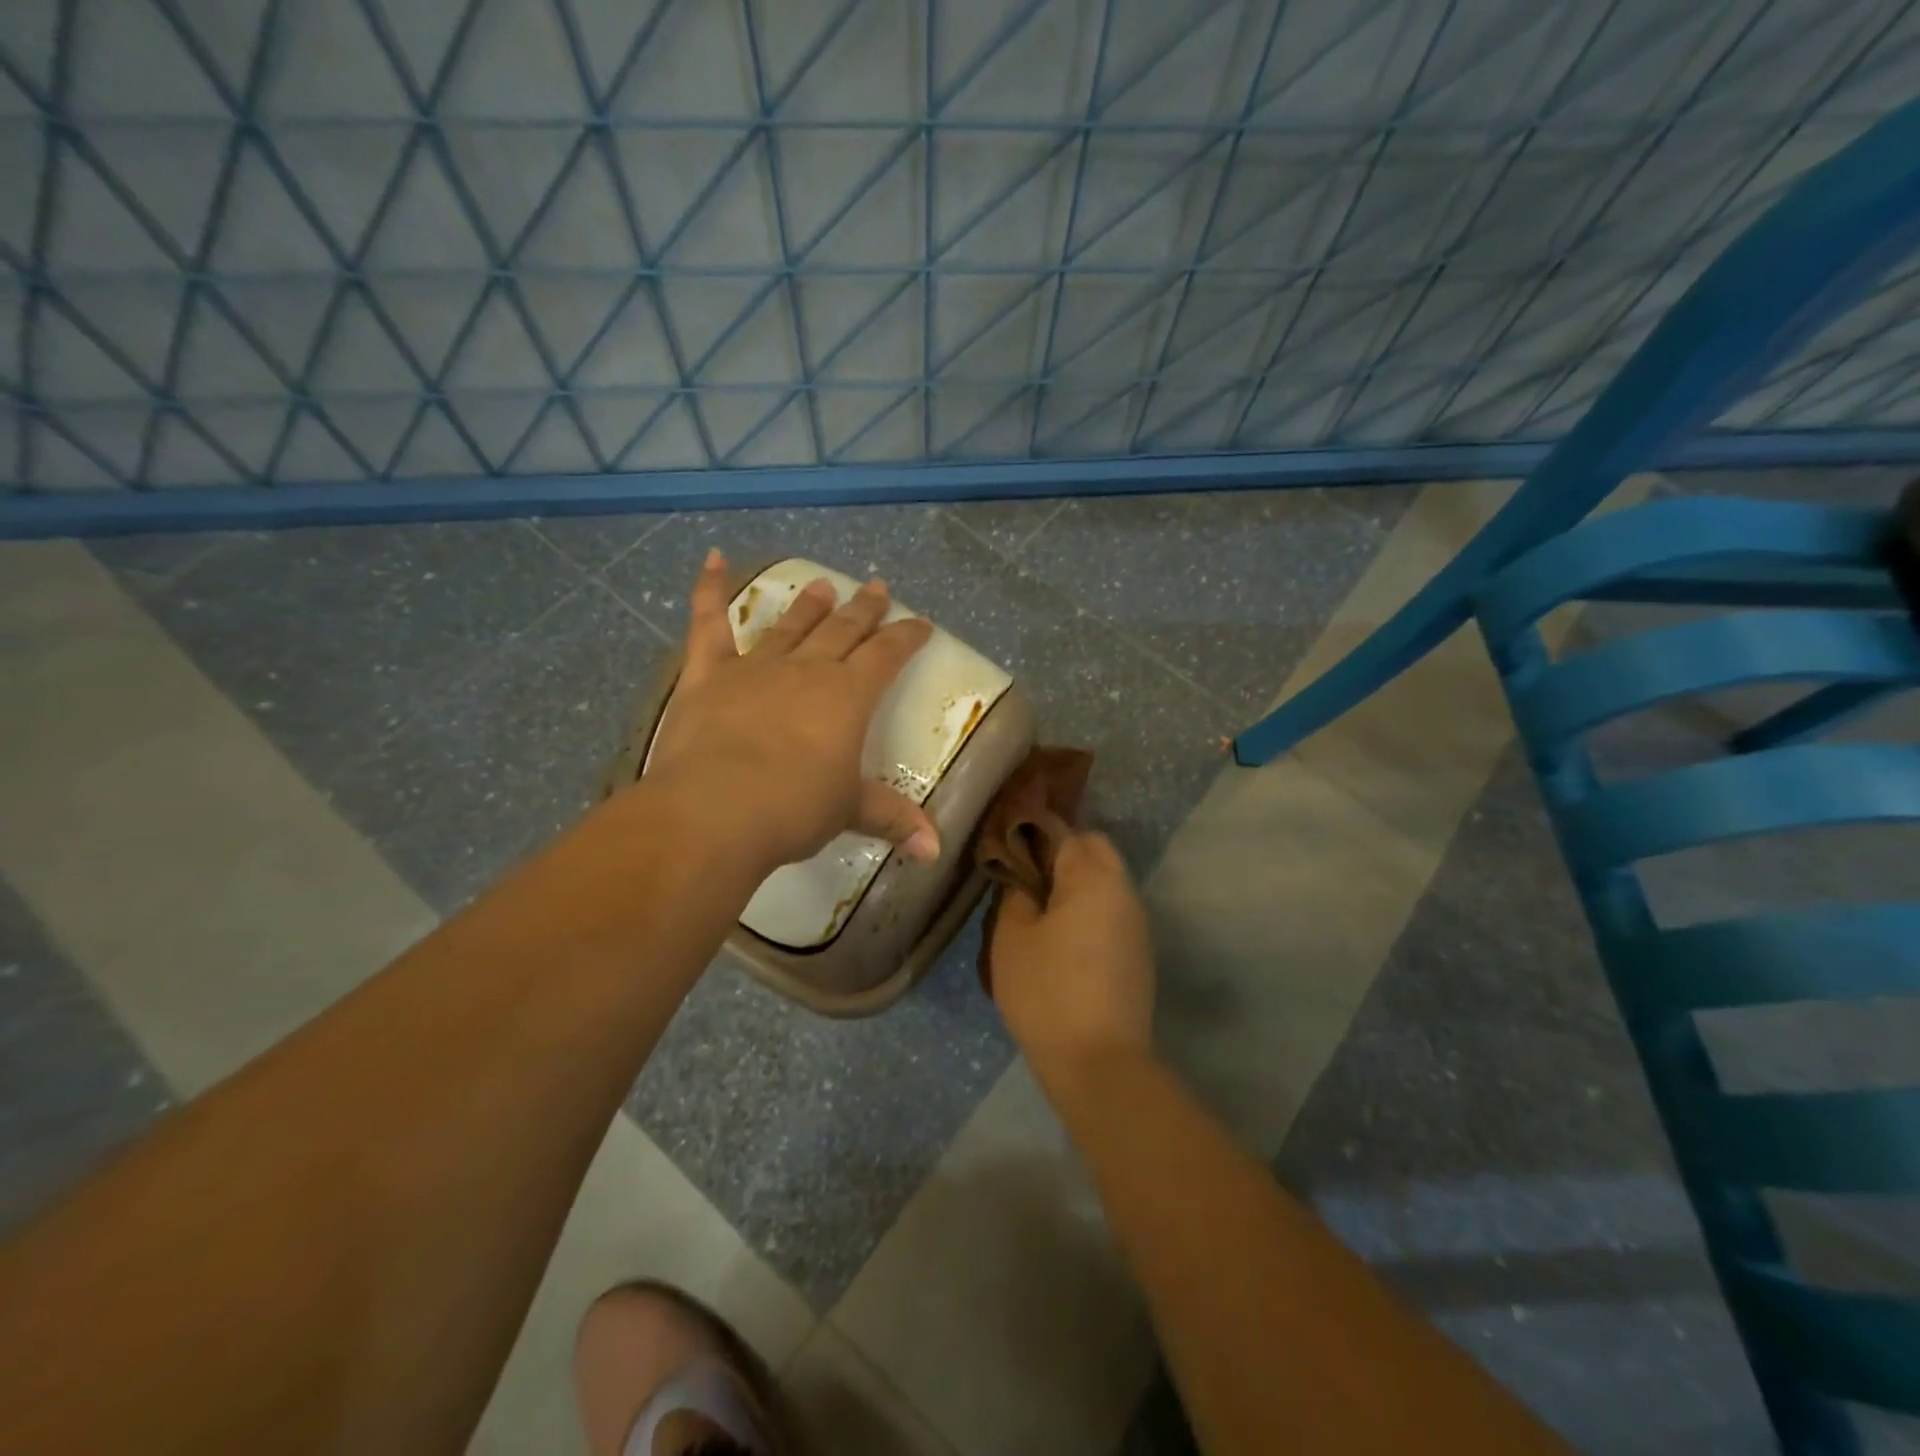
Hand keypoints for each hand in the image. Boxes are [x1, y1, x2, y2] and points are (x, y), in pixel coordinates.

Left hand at [642, 549, 939, 875]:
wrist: (716, 810)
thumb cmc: (793, 809)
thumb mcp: (848, 811)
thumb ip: (893, 820)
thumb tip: (936, 850)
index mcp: (848, 696)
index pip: (887, 655)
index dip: (906, 637)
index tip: (921, 623)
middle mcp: (806, 670)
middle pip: (843, 630)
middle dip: (864, 609)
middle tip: (877, 587)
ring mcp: (755, 667)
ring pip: (789, 625)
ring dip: (808, 604)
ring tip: (822, 584)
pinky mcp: (708, 675)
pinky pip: (709, 624)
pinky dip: (710, 589)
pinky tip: (714, 558)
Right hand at [988, 831, 1154, 1079]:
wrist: (1100, 1062)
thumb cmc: (1046, 991)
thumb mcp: (1011, 938)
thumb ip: (1014, 894)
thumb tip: (1023, 878)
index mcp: (1093, 878)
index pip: (1064, 831)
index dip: (1033, 834)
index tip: (1008, 852)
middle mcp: (1124, 890)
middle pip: (1094, 850)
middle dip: (1061, 855)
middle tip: (1026, 881)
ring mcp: (1137, 923)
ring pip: (1106, 881)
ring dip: (1077, 884)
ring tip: (1041, 912)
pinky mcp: (1139, 952)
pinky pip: (1112, 912)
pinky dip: (1089, 911)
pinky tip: (1064, 942)